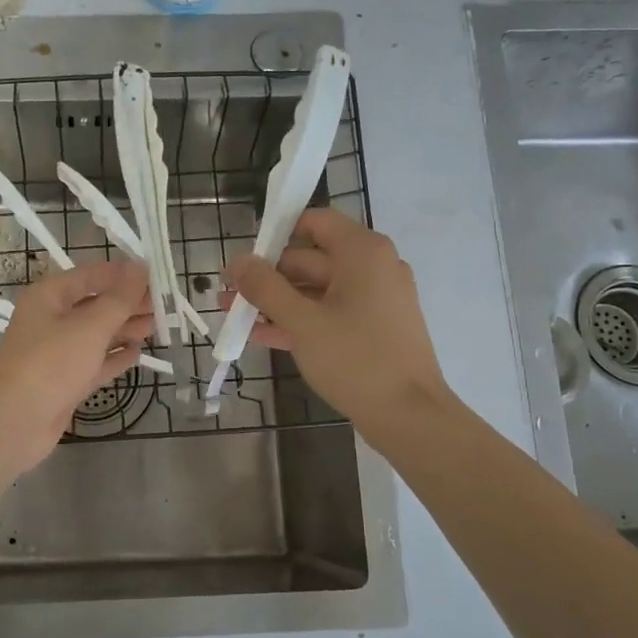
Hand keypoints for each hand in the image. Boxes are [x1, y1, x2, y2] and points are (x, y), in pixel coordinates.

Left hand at [0, 260, 153, 471]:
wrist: (14, 422)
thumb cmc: (51, 364)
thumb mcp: (89, 327)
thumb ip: (119, 299)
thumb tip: (140, 268)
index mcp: (50, 296)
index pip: (92, 275)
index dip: (124, 274)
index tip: (158, 276)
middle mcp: (52, 320)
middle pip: (96, 304)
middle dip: (129, 303)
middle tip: (166, 304)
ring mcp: (58, 353)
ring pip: (97, 334)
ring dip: (126, 328)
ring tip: (159, 325)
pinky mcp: (65, 381)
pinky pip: (95, 362)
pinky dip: (115, 357)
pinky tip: (138, 354)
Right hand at [224, 209, 451, 439]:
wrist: (409, 416)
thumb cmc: (356, 360)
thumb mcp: (303, 322)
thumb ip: (266, 288)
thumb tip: (238, 261)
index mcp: (363, 253)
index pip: (316, 222)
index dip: (278, 233)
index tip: (246, 255)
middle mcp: (373, 268)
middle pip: (311, 258)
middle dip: (267, 275)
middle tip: (228, 291)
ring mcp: (375, 300)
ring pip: (316, 290)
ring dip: (275, 301)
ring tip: (233, 313)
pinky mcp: (373, 328)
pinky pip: (329, 313)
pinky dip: (297, 320)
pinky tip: (259, 334)